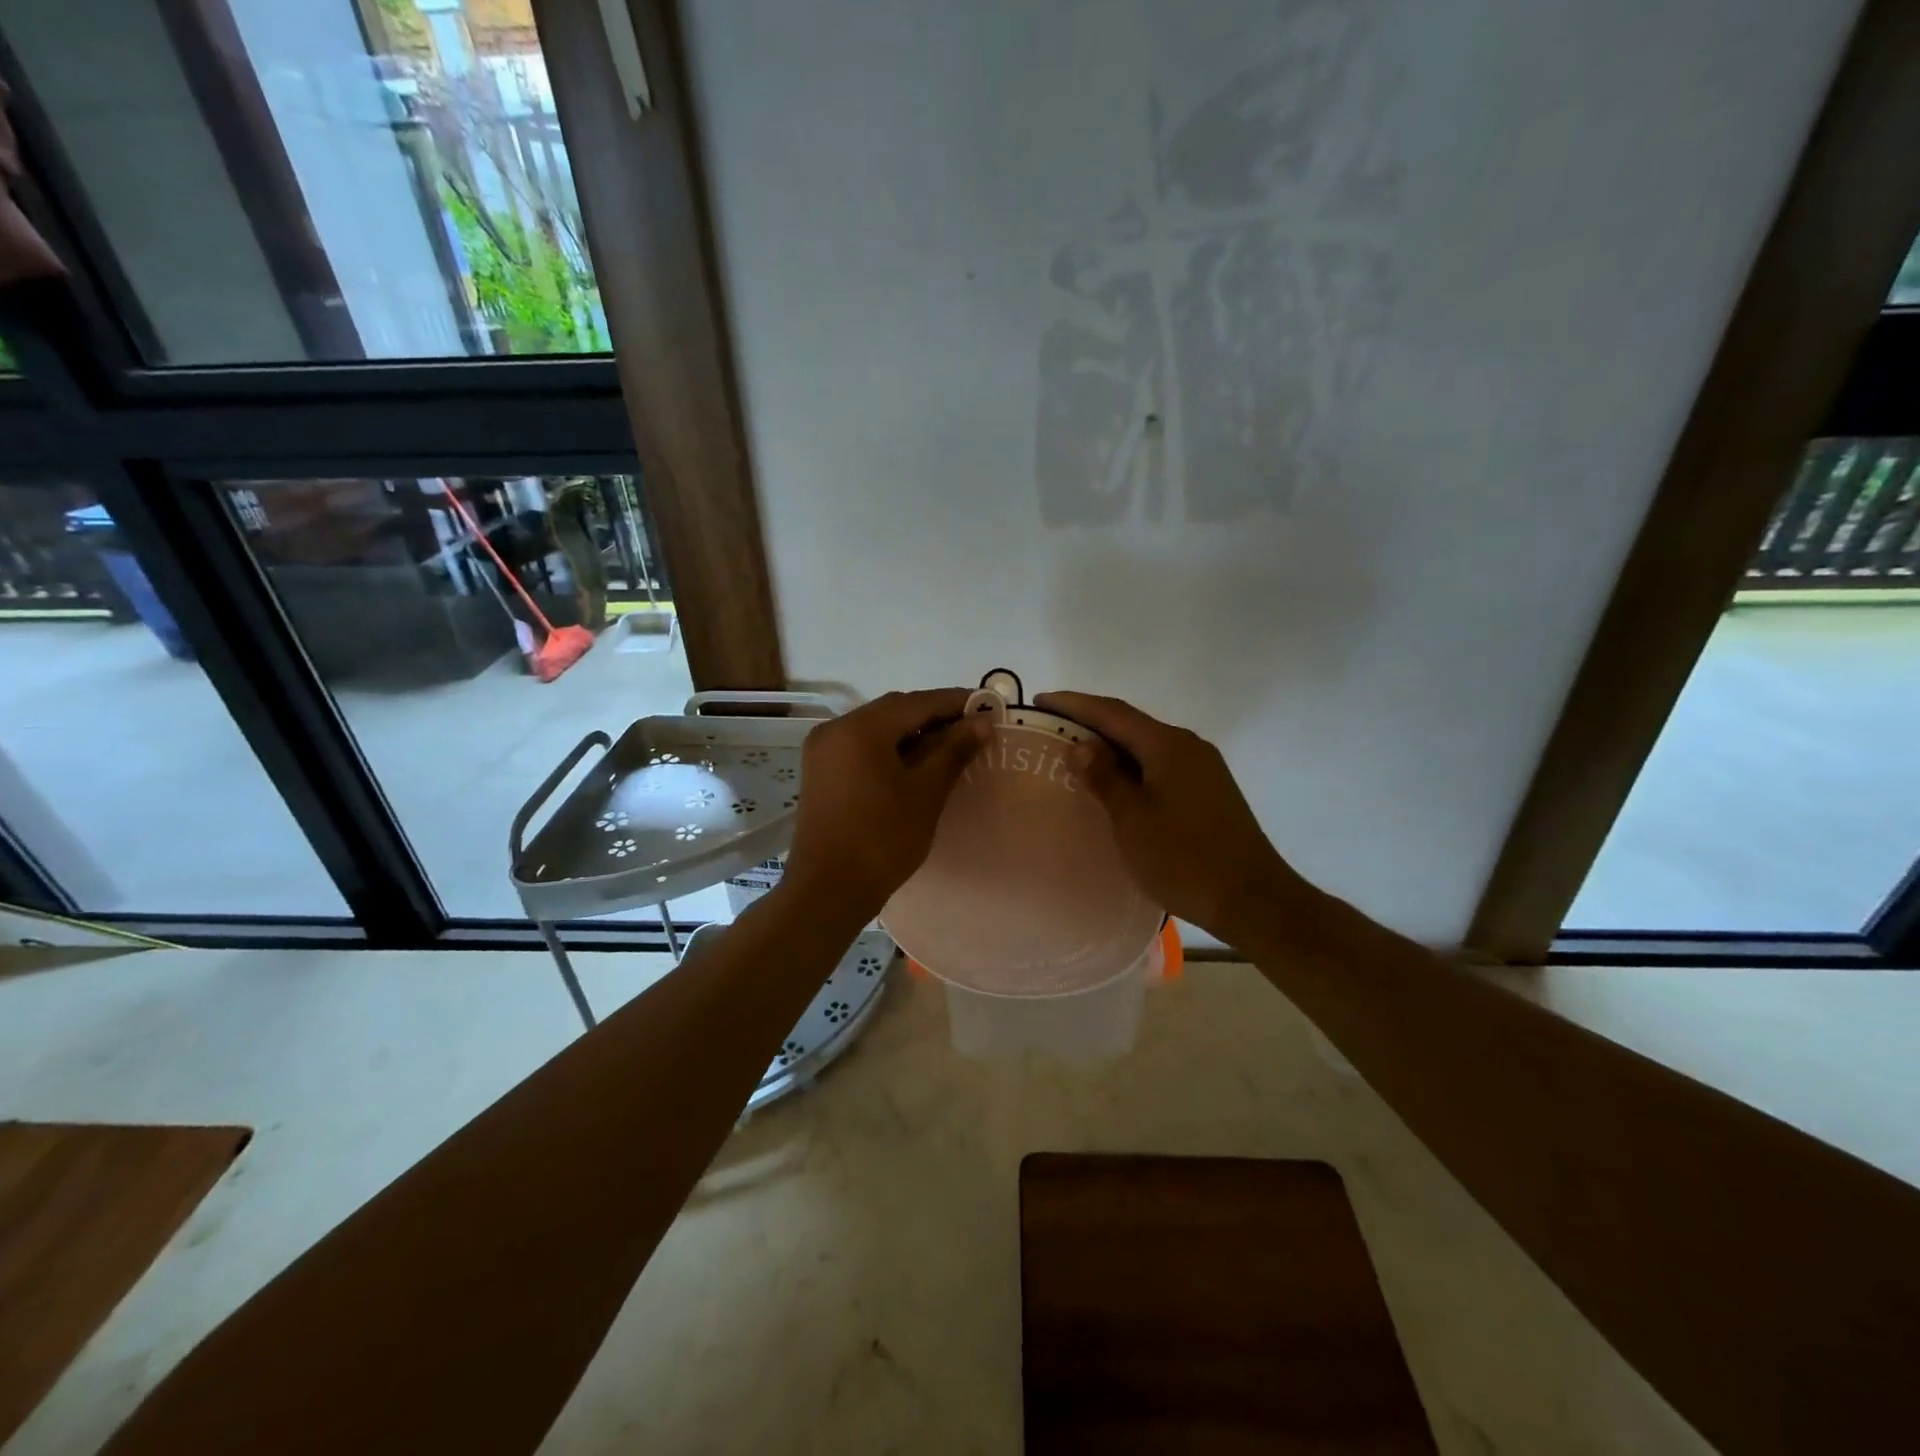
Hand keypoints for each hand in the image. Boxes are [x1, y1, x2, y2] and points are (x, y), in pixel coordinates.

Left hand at [781, 688, 986, 921]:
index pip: (917, 702)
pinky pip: (861, 746)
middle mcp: (836, 728)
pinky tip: (915, 763)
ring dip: (912, 731)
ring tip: (949, 746)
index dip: (955, 702)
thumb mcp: (926, 792)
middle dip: (934, 715)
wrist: (828, 890)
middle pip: (894, 711)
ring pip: (877, 728)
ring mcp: (823, 750)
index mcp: (860, 728)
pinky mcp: (821, 771)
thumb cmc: (882, 839)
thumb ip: (953, 750)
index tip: (987, 706)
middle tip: (972, 727)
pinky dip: (890, 747)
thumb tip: (981, 721)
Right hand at [1035, 691, 1304, 945]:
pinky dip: (1131, 766)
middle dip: (1090, 722)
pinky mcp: (1208, 790)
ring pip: (1146, 746)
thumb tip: (1080, 745)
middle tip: (1051, 727)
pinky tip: (1115, 784)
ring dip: (1111, 746)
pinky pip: (1160, 765)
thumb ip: (1105, 778)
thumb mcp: (1133, 819)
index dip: (1073, 704)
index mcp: (1167, 745)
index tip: (1039, 699)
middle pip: (1130, 724)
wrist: (1253, 899)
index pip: (1112, 712)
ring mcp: (1202, 768)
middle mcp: (1187, 746)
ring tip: (1075, 754)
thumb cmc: (1184, 858)